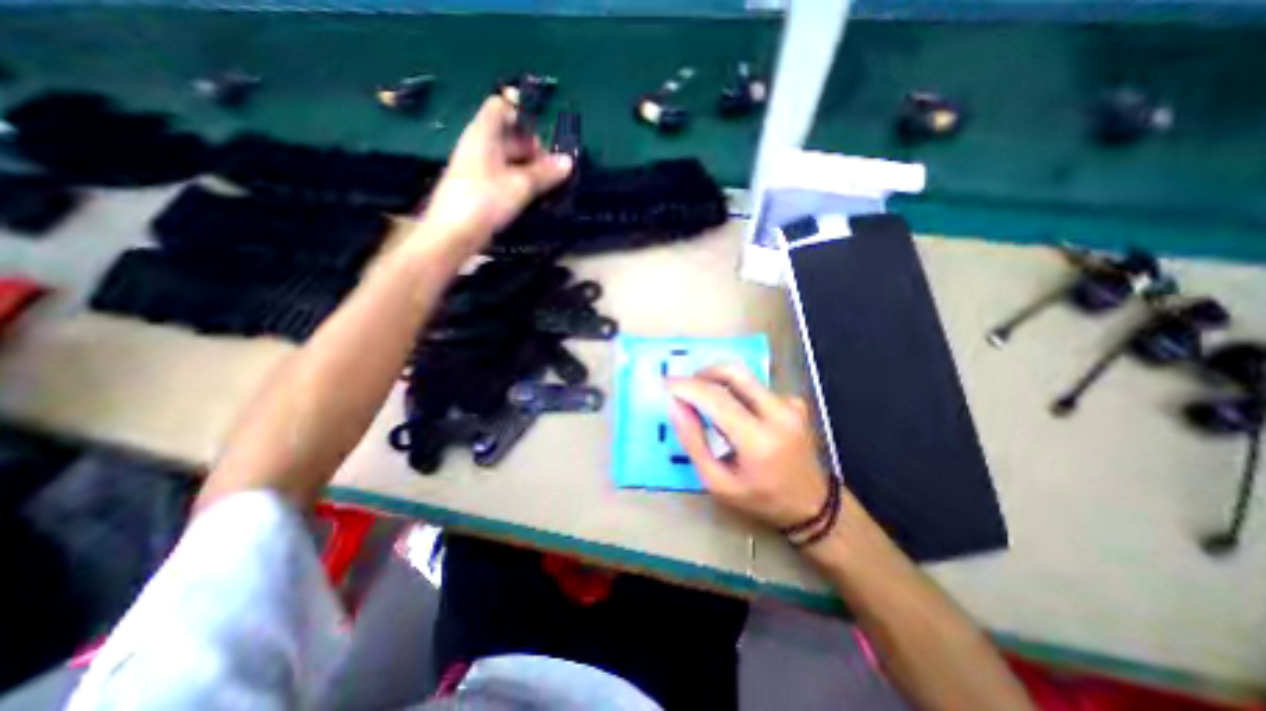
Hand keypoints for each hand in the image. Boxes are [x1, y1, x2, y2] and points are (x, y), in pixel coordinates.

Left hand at [416, 95, 573, 251]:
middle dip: (533, 149)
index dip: (523, 115)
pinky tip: (533, 197)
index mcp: (483, 134)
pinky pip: (503, 175)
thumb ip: (545, 172)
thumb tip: (568, 161)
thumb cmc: (484, 202)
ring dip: (529, 169)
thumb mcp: (520, 185)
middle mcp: (478, 145)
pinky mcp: (479, 187)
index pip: (501, 107)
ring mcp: (478, 167)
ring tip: (548, 187)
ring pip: (508, 158)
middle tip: (553, 171)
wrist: (453, 234)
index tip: (544, 138)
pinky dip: (519, 181)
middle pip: (509, 135)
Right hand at [666, 367, 837, 527]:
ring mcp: (790, 404)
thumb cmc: (760, 498)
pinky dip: (736, 392)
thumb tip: (675, 405)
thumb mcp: (717, 482)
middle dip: (702, 373)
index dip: (688, 387)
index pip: (718, 399)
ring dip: (718, 383)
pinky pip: (755, 386)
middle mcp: (779, 414)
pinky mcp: (793, 400)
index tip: (667, 383)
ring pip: (744, 377)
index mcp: (759, 441)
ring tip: (705, 405)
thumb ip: (693, 441)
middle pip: (734, 372)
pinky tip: (735, 415)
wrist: (812, 504)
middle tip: (685, 388)